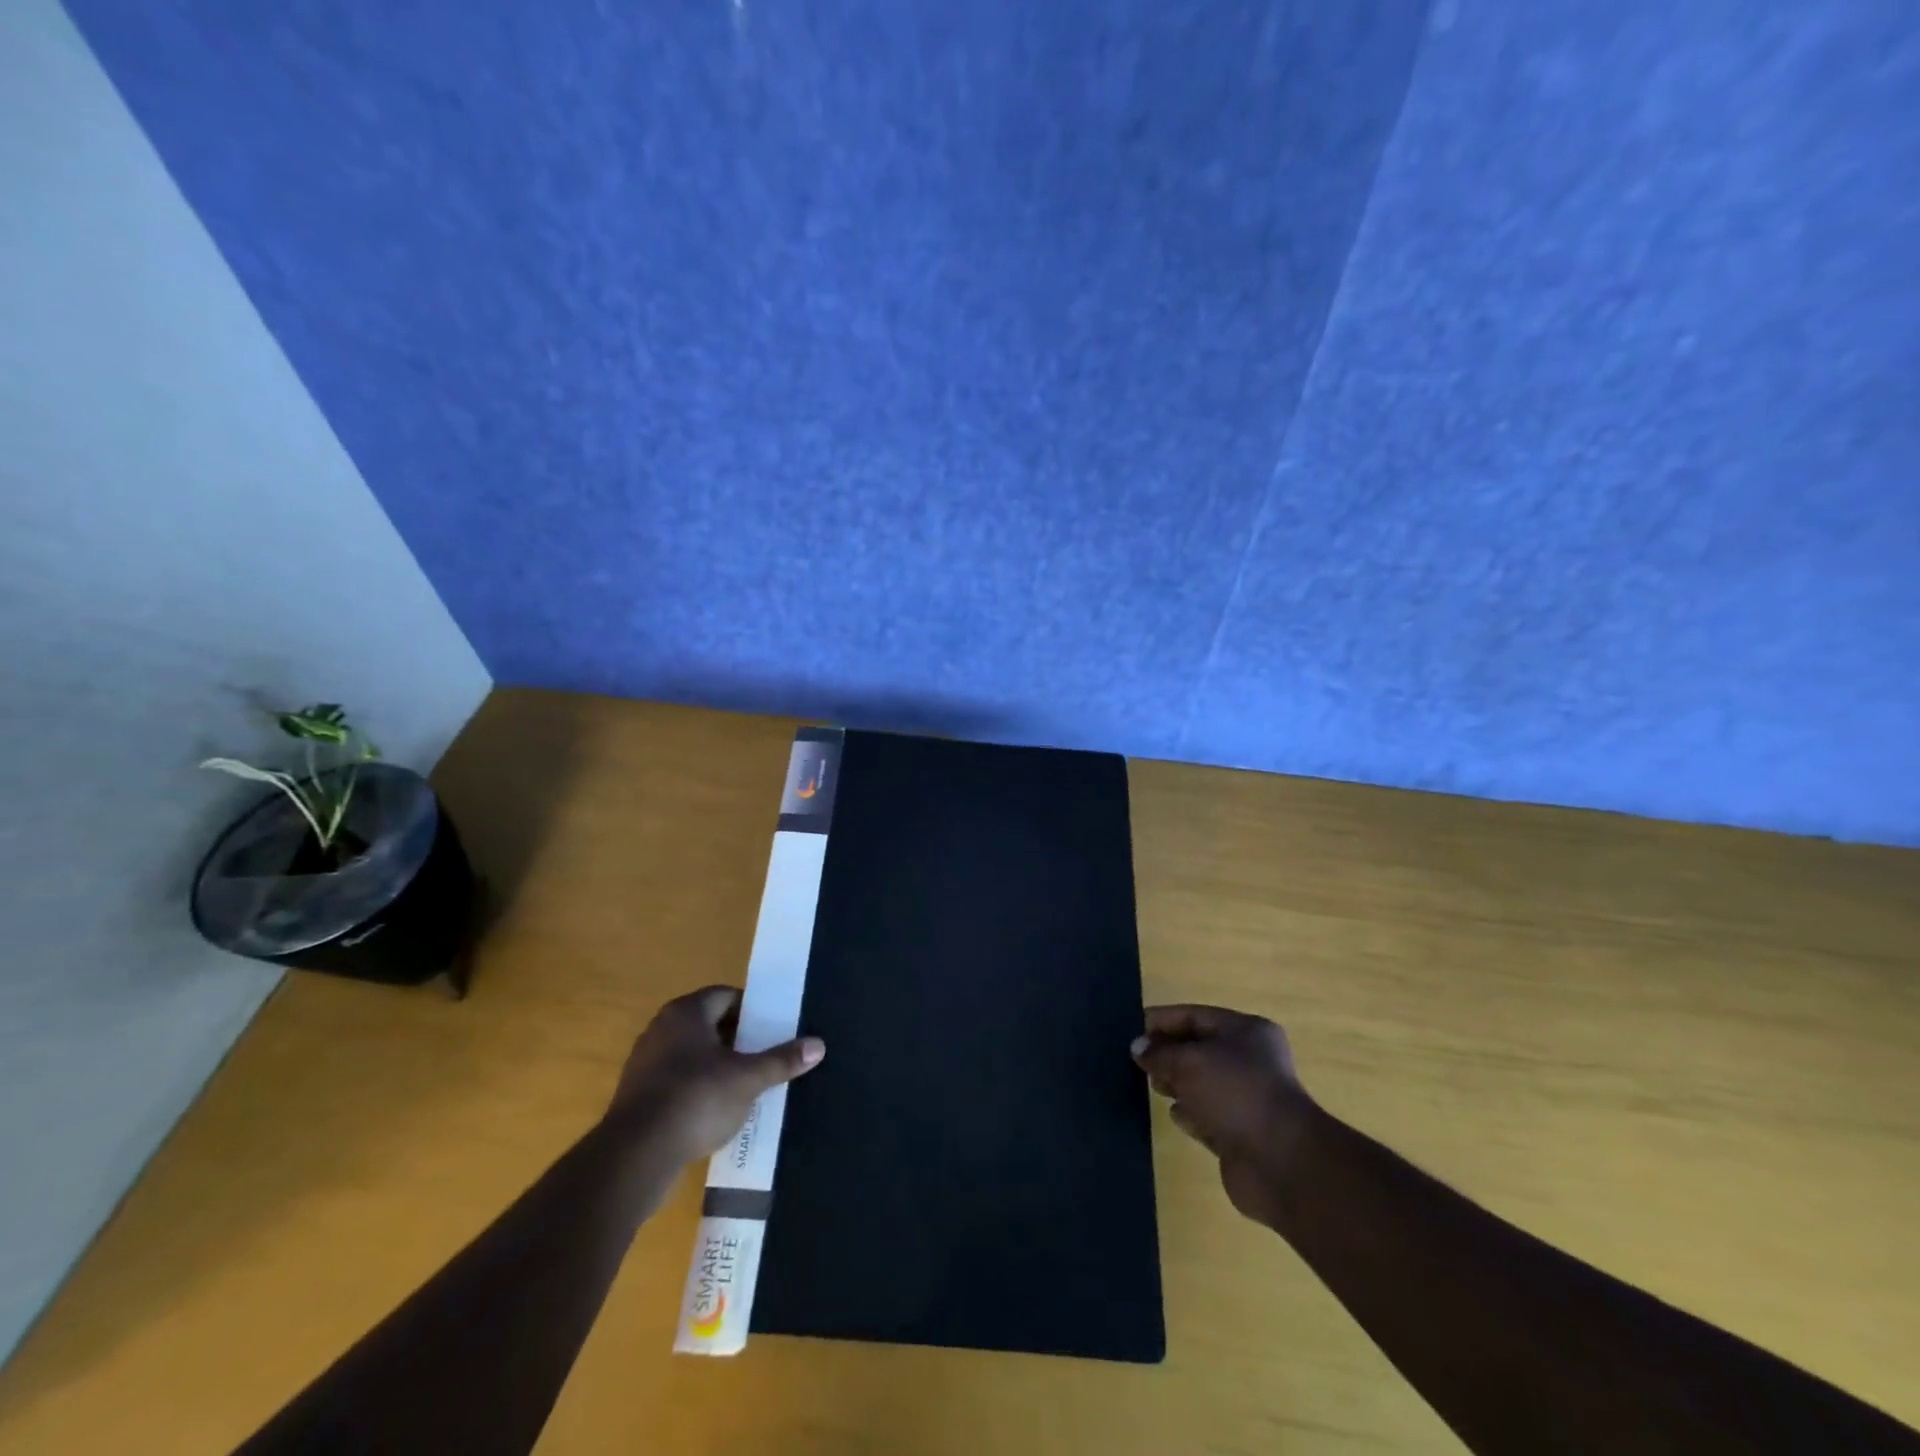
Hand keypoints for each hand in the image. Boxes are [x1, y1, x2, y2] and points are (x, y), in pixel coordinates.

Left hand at [606, 986, 824, 1165]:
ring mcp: (645, 1064)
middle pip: (709, 1025)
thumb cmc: (696, 1100)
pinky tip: (717, 1112)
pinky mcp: (637, 1098)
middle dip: (738, 1040)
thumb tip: (819, 1045)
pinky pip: (676, 1083)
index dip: (752, 1010)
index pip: (725, 996)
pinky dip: (698, 1091)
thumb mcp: (748, 1079)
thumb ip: (782, 1060)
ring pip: (692, 1056)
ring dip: (717, 1067)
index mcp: (686, 1013)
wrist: (634, 1156)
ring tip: (747, 1086)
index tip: (773, 1028)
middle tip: (766, 1056)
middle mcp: (661, 1029)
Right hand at [1132, 1004, 1314, 1226]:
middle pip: (1198, 1049)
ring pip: (1201, 1083)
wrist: (1282, 1163)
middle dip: (1167, 1053)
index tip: (1130, 1030)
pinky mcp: (1240, 1132)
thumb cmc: (1235, 1094)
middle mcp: (1249, 1061)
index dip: (1162, 1021)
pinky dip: (1190, 1113)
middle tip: (1136, 1062)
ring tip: (1151, 1086)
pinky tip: (1175, 1115)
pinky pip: (1207, 1114)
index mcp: (1245, 1031)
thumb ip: (1159, 1053)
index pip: (1194, 1016)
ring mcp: (1246, 1098)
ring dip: (1176, 1083)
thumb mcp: (1189, 1062)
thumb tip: (1138, 1048)